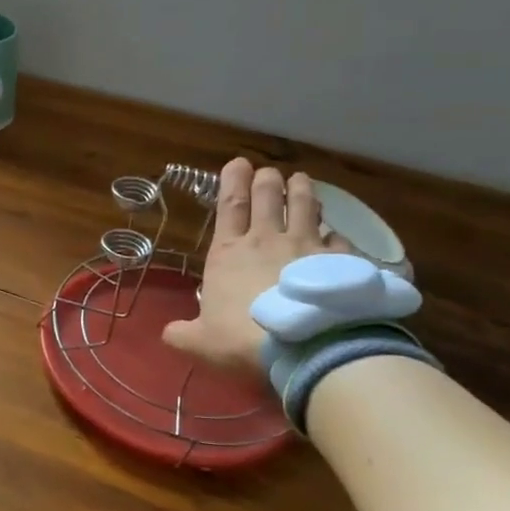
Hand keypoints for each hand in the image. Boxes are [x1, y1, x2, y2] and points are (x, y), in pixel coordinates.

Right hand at [163, 157, 349, 376]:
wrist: (308, 348)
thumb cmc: (243, 339)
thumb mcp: (201, 341)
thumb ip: (184, 334)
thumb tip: (169, 334)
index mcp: (229, 252)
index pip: (230, 205)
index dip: (233, 181)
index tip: (238, 162)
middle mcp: (268, 240)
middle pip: (269, 197)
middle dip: (267, 180)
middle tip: (269, 172)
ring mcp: (307, 247)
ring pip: (305, 207)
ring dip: (302, 191)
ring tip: (301, 180)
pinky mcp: (340, 263)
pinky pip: (339, 240)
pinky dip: (335, 235)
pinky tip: (337, 236)